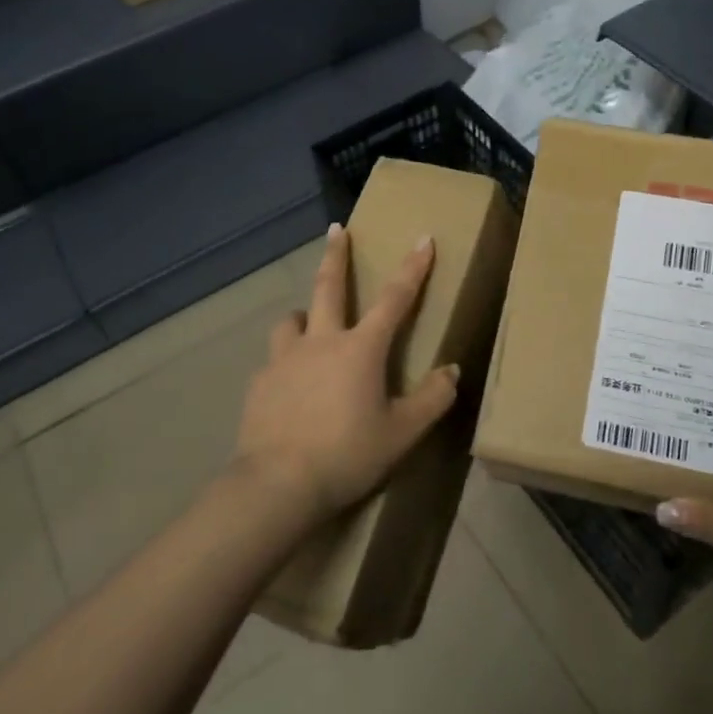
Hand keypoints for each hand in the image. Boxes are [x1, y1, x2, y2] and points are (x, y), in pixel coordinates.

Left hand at [232, 222, 460, 522]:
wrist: (277, 484)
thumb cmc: (347, 454)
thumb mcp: (402, 434)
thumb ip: (432, 400)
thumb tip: (452, 371)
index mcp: (361, 349)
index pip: (395, 299)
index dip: (413, 268)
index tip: (423, 238)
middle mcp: (321, 342)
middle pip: (329, 286)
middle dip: (337, 255)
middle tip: (337, 229)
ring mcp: (284, 359)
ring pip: (292, 320)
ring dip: (303, 314)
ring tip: (306, 323)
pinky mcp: (260, 383)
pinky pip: (275, 361)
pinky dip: (286, 363)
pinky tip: (287, 386)